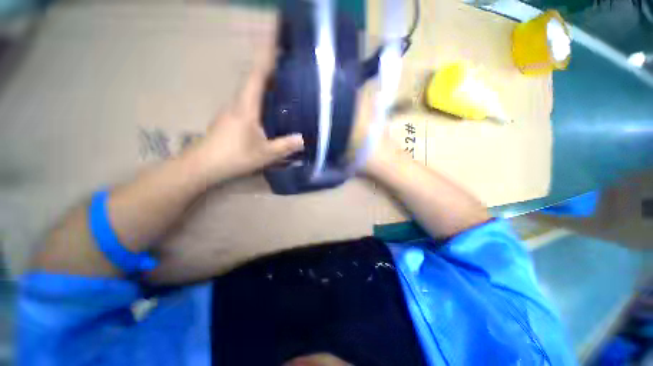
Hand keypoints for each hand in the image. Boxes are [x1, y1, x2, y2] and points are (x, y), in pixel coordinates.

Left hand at [187, 61, 303, 183]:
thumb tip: (302, 139)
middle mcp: (237, 103)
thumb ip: (285, 146)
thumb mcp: (265, 154)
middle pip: (253, 80)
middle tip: (286, 66)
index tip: (277, 41)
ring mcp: (231, 111)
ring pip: (249, 91)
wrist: (203, 165)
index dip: (267, 58)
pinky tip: (268, 107)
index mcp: (246, 107)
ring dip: (263, 84)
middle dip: (268, 69)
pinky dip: (258, 98)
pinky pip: (247, 102)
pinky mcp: (229, 119)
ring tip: (281, 85)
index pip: (257, 76)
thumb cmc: (235, 157)